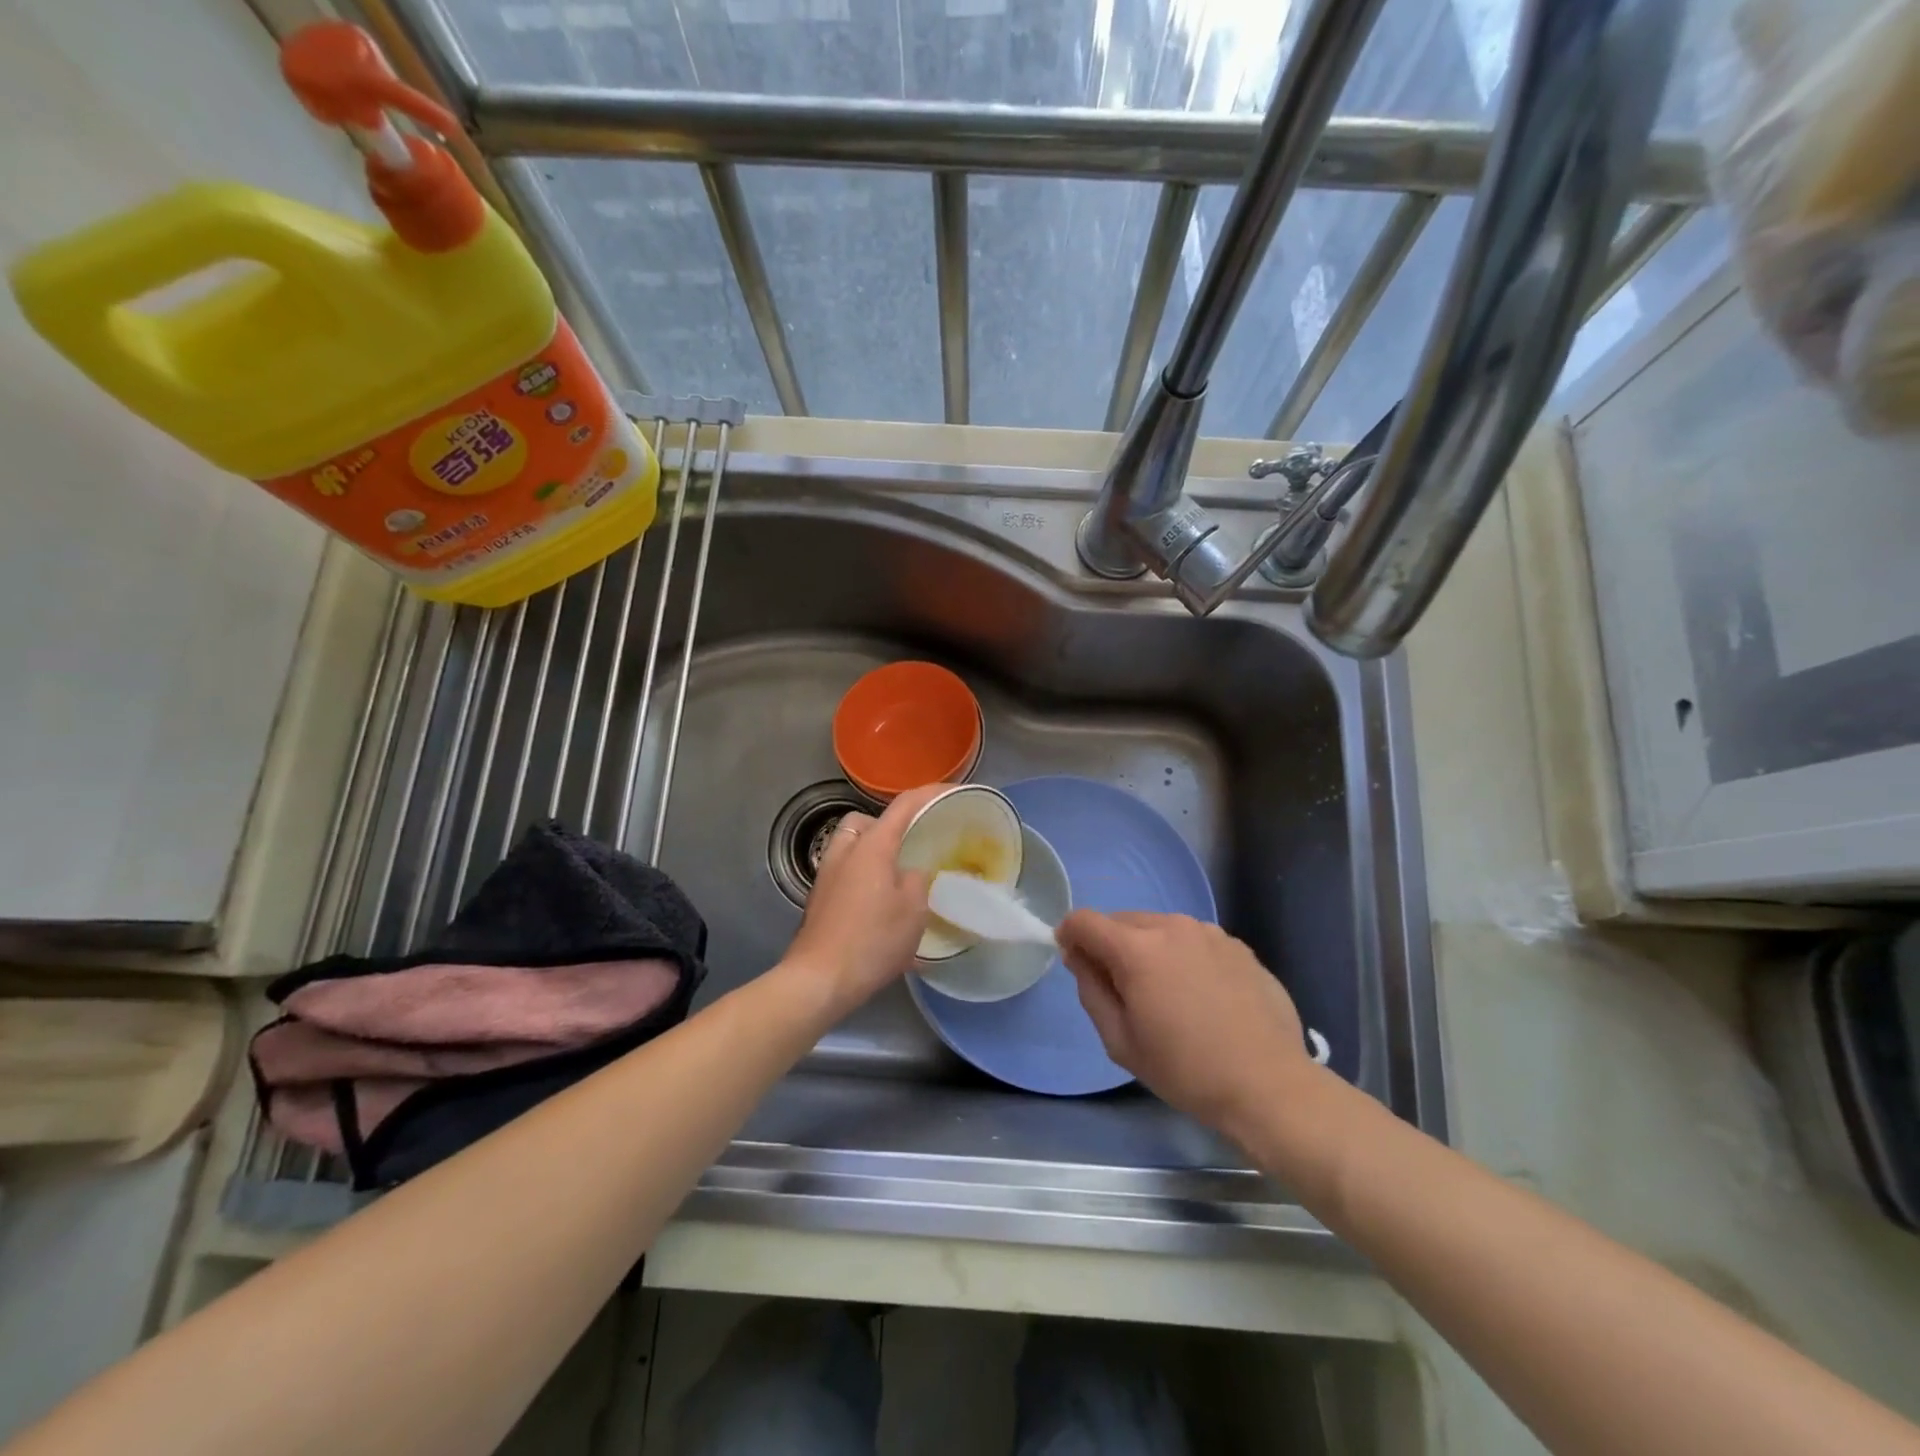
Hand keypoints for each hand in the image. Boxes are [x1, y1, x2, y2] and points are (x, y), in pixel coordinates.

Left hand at [781, 784, 939, 1014]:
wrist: (819, 979)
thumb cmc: (872, 940)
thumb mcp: (913, 910)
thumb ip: (917, 880)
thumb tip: (910, 873)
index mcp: (872, 846)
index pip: (904, 805)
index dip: (929, 793)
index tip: (951, 792)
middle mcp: (845, 852)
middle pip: (866, 821)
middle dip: (889, 825)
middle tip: (912, 846)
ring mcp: (827, 876)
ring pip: (851, 846)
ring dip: (873, 852)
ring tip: (897, 877)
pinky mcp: (819, 900)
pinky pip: (844, 872)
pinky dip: (862, 876)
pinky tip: (879, 905)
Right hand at [1056, 910, 1315, 1143]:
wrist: (1269, 1086)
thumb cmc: (1186, 1070)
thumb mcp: (1120, 1041)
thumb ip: (1091, 990)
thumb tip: (1079, 957)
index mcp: (1137, 948)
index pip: (1085, 921)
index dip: (1070, 935)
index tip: (1074, 961)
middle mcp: (1172, 926)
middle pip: (1123, 921)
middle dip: (1110, 945)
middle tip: (1121, 989)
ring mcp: (1210, 933)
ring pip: (1161, 928)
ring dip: (1149, 949)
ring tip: (1165, 993)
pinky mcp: (1238, 946)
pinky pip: (1194, 940)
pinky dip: (1183, 956)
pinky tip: (1201, 996)